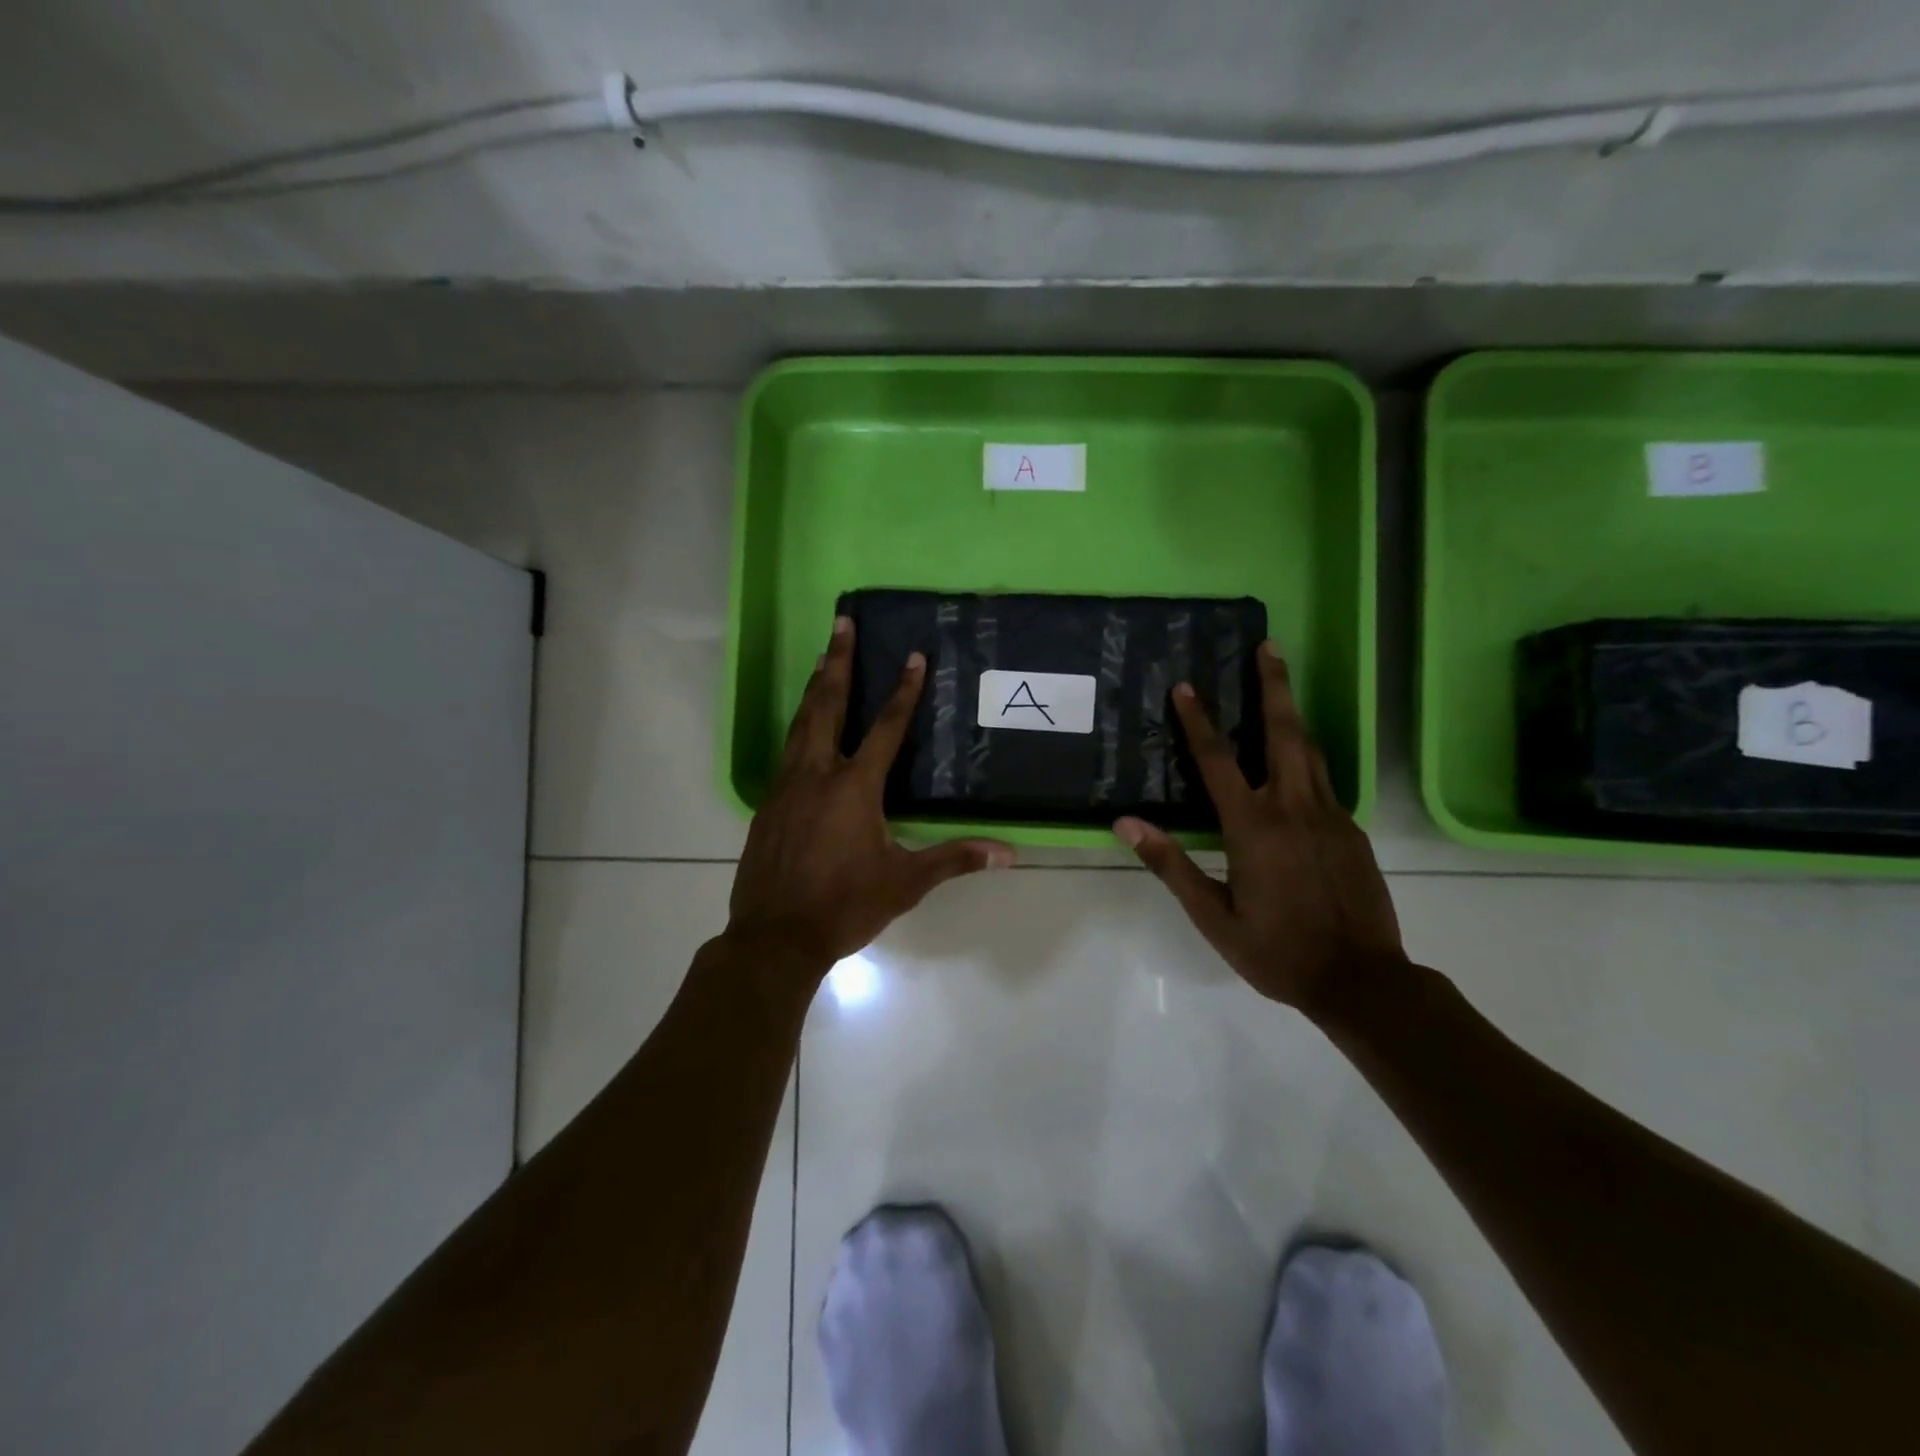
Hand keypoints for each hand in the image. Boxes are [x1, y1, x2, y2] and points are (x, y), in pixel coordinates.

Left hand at [727, 616, 1014, 971]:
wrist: (774, 938)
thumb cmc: (844, 906)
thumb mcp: (905, 884)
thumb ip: (953, 859)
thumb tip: (1008, 853)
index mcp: (854, 788)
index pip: (886, 729)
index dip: (903, 692)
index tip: (913, 656)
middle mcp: (817, 775)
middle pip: (828, 706)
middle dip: (837, 662)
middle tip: (841, 624)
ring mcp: (786, 788)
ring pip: (800, 725)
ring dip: (814, 689)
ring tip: (821, 659)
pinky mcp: (768, 805)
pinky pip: (786, 754)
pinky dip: (798, 729)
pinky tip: (802, 731)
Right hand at [1114, 641, 1404, 1015]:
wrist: (1362, 981)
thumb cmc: (1278, 951)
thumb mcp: (1213, 916)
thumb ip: (1171, 864)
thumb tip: (1126, 824)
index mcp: (1255, 827)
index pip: (1219, 761)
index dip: (1199, 722)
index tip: (1186, 687)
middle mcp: (1295, 808)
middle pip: (1284, 733)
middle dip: (1274, 686)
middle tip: (1268, 646)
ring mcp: (1330, 816)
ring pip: (1311, 750)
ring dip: (1292, 713)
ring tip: (1281, 683)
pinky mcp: (1352, 831)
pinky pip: (1324, 781)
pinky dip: (1305, 757)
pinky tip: (1295, 763)